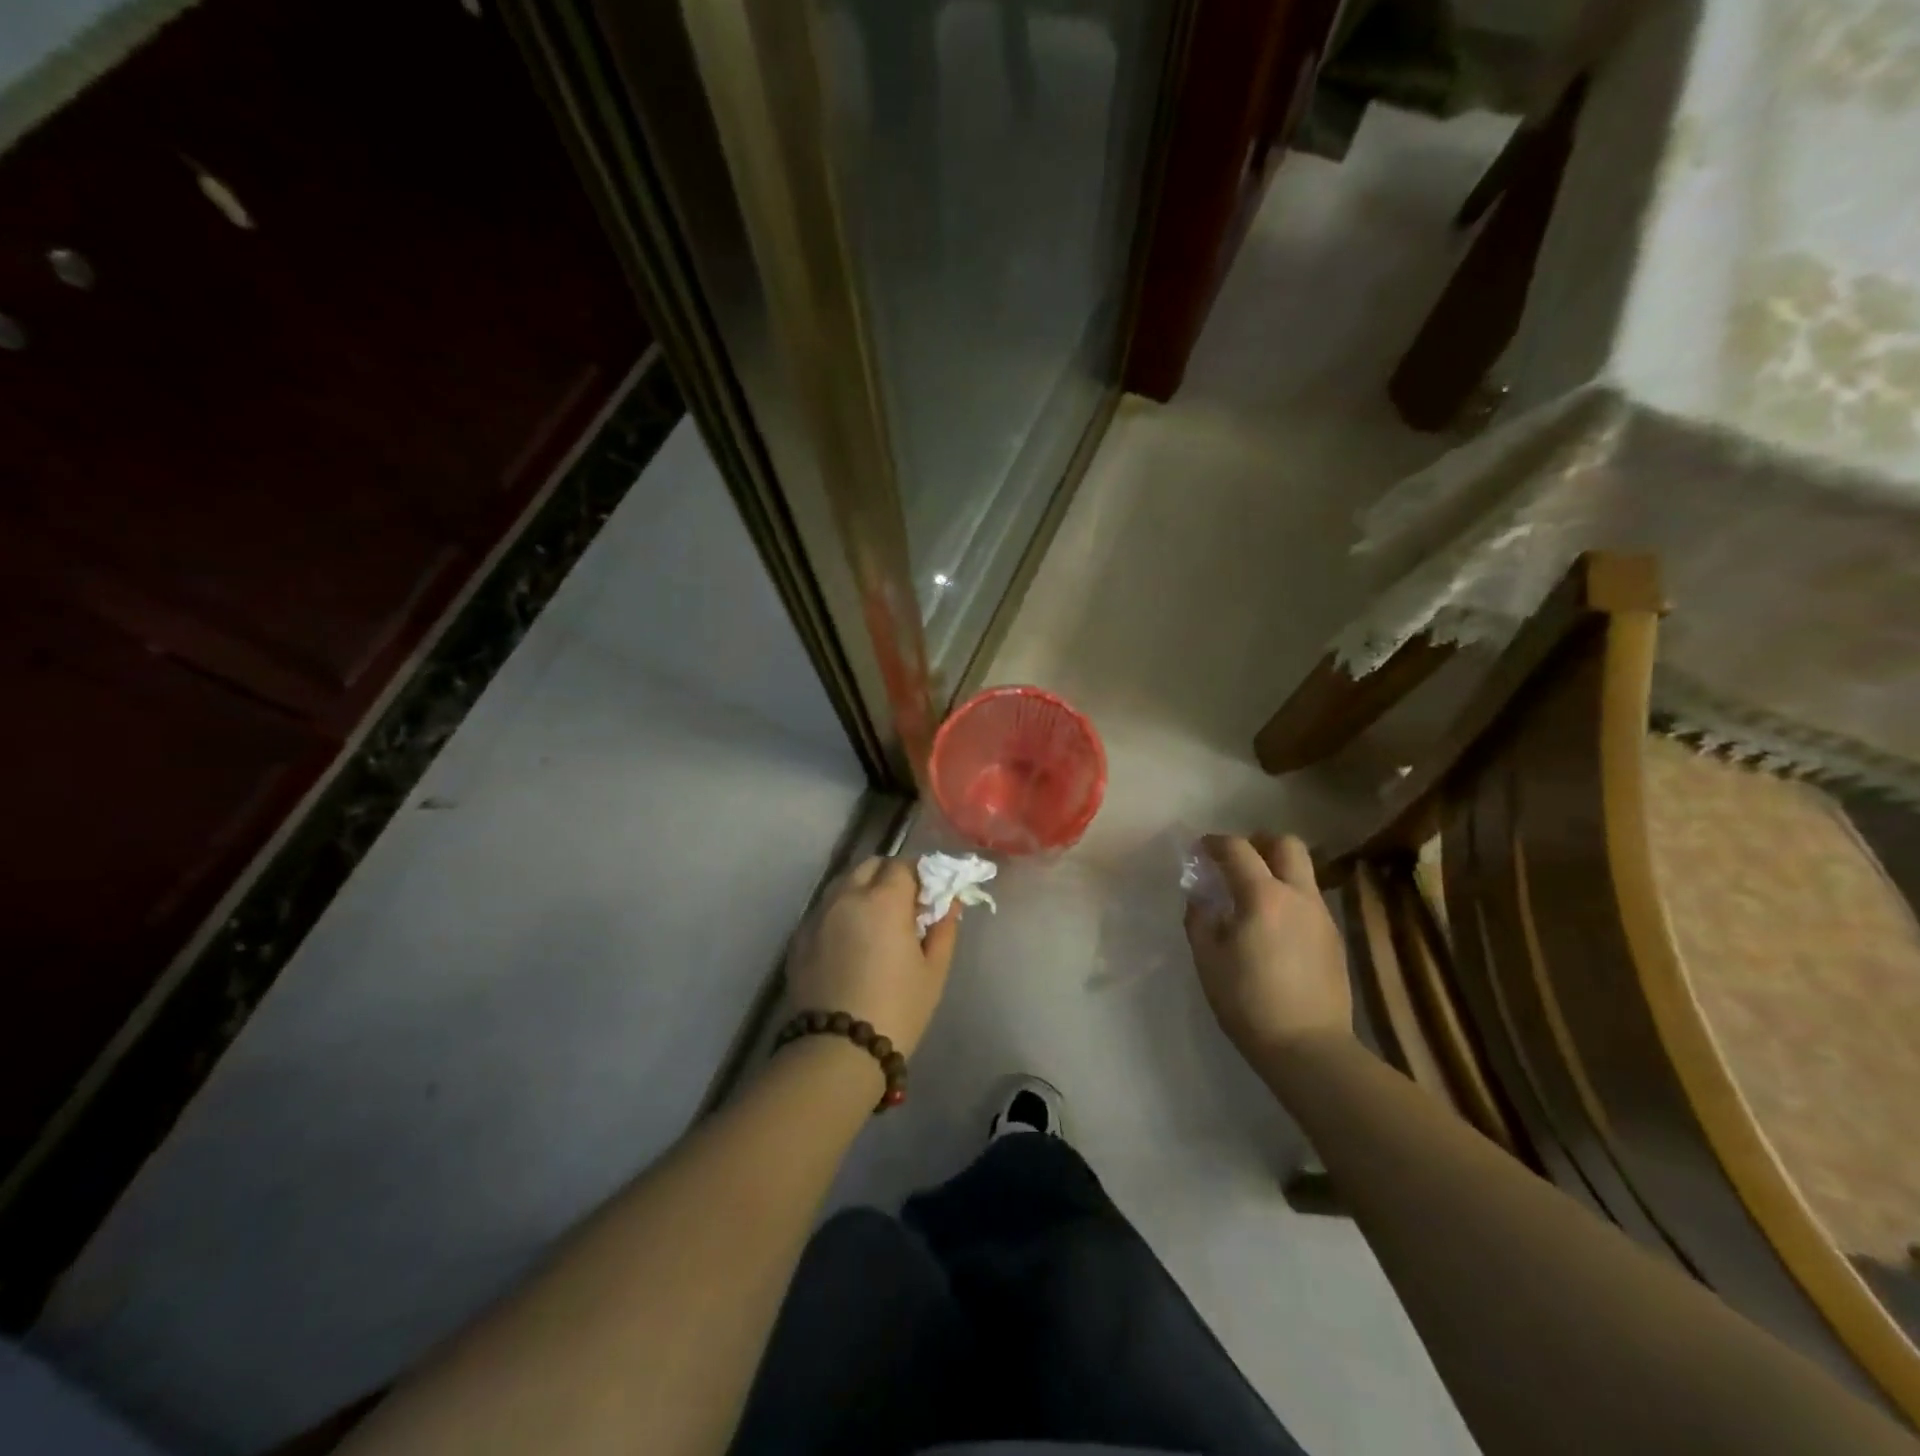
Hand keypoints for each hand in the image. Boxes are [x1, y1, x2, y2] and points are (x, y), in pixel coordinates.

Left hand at [784, 857, 957, 1058]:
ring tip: (874, 922)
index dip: (920, 875)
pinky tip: (849, 942)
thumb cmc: (897, 1009)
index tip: (929, 895)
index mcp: (884, 899)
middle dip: (889, 876)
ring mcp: (817, 916)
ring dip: (862, 890)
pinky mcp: (799, 938)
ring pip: (843, 884)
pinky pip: (824, 910)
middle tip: (904, 906)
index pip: (904, 865)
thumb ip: (943, 928)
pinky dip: (840, 913)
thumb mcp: (933, 971)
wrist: (836, 1052)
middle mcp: (847, 896)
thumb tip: (949, 902)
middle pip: (870, 866)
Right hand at [1184, 834, 1352, 1059]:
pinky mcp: (1334, 938)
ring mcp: (1321, 916)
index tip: (1200, 849)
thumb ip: (1200, 918)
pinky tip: (1273, 926)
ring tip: (1253, 895)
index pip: (1237, 849)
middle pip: (1286, 844)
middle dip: (1259, 842)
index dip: (1215, 842)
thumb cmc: (1247, 1001)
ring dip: (1276, 870)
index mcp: (1262, 896)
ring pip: (1302, 872)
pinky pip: (1309, 899)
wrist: (1308, 1047)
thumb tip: (1201, 896)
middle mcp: (1297, 895)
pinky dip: (1289, 897)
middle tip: (1237, 859)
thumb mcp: (1208, 958)